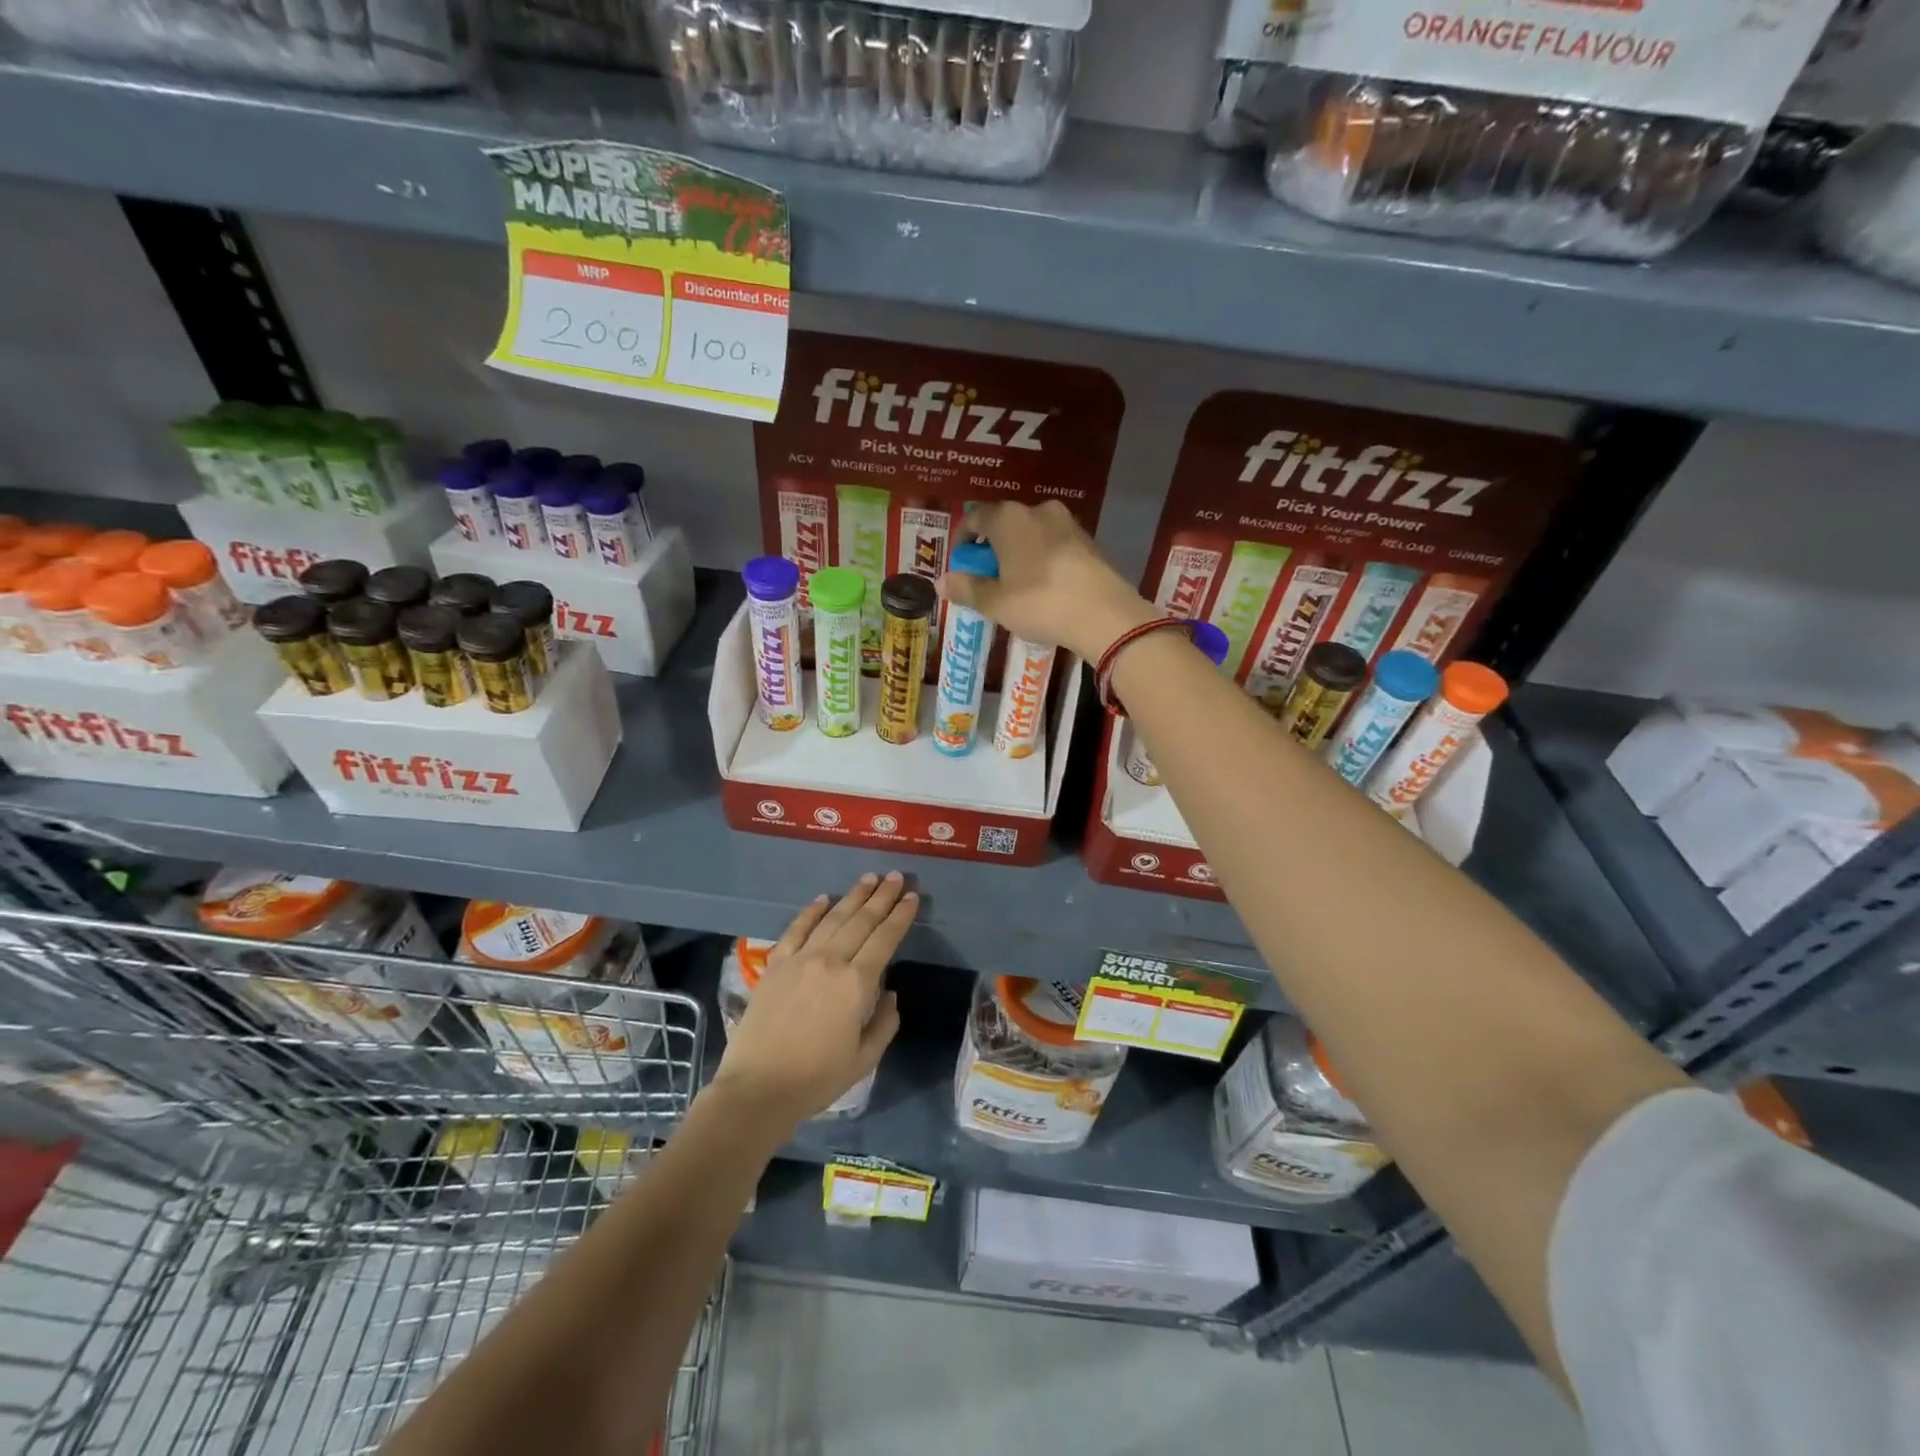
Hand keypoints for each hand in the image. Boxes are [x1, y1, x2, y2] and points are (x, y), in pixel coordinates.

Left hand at [710, 873, 912, 1135]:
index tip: (913, 897)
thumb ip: (884, 1023)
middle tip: (896, 877)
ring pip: (832, 918)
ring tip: (868, 878)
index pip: (885, 939)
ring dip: (853, 897)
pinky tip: (823, 898)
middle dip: (882, 897)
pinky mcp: (775, 964)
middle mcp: (831, 961)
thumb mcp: (864, 1059)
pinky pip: (796, 929)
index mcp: (857, 984)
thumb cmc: (817, 1079)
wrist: (758, 1089)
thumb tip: (889, 994)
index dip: (901, 916)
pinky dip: (811, 911)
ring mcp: (800, 959)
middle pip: (861, 921)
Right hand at [940, 501, 1157, 660]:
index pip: (975, 518)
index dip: (962, 541)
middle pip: (1004, 524)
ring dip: (1018, 554)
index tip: (960, 564)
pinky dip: (1041, 559)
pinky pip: (1053, 545)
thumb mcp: (996, 602)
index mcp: (1008, 518)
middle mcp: (1037, 510)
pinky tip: (1043, 587)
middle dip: (991, 549)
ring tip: (1015, 585)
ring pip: (1031, 534)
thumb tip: (941, 582)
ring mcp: (1067, 522)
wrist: (1104, 614)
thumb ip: (967, 589)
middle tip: (987, 579)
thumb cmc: (1040, 603)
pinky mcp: (1088, 540)